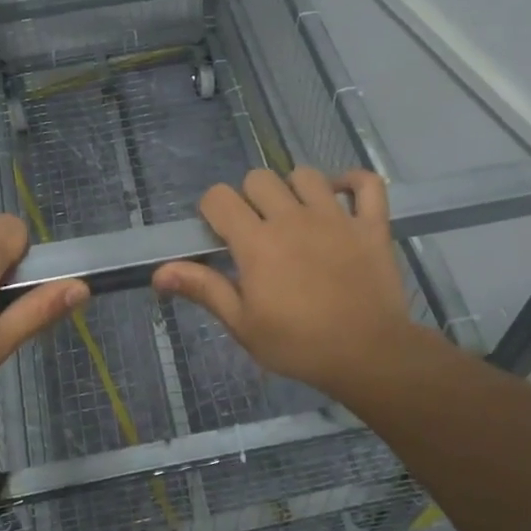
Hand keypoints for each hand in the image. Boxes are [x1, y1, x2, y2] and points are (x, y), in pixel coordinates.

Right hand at [152, 168, 418, 402]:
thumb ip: (204, 289)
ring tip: (295, 216)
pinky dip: (353, 182)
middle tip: (256, 230)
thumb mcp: (242, 324)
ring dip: (294, 189)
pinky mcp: (371, 225)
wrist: (367, 355)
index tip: (219, 234)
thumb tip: (159, 272)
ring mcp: (336, 217)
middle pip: (259, 178)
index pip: (219, 197)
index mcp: (257, 242)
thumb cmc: (298, 345)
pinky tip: (341, 197)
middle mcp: (292, 218)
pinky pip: (367, 183)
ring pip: (306, 175)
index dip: (212, 210)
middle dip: (249, 198)